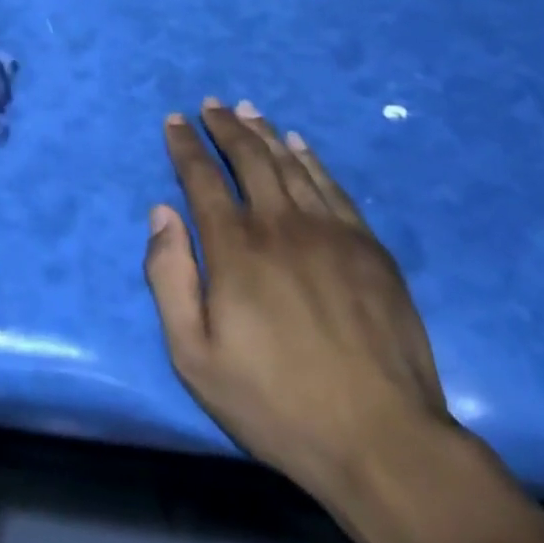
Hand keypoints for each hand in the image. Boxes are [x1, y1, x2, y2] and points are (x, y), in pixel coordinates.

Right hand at [144, 98, 452, 509]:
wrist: (382, 438)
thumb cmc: (276, 402)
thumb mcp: (195, 356)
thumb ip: (169, 278)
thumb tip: (161, 213)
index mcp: (235, 248)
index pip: (202, 179)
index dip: (185, 146)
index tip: (174, 121)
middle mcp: (280, 224)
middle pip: (248, 158)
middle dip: (224, 126)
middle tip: (211, 104)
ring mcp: (330, 231)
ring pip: (290, 164)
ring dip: (264, 133)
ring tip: (248, 110)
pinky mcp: (368, 246)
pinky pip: (333, 186)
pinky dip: (311, 159)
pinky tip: (300, 145)